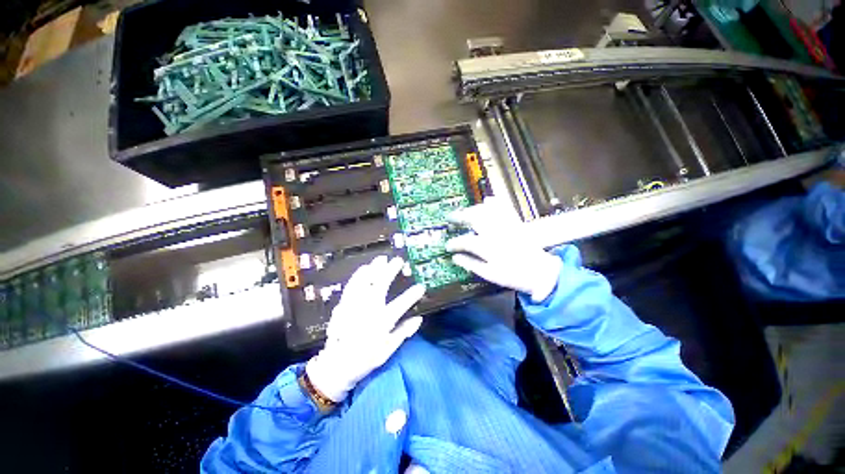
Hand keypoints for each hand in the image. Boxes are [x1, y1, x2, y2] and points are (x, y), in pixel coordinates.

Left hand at [306, 256, 425, 401]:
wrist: (336, 365)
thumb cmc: (365, 359)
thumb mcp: (387, 350)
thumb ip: (403, 333)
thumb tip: (418, 319)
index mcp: (381, 322)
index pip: (401, 304)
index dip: (412, 295)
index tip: (421, 286)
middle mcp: (368, 310)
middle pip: (381, 285)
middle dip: (390, 271)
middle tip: (398, 260)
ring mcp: (354, 305)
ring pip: (364, 282)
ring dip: (374, 268)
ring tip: (381, 259)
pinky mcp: (344, 305)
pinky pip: (351, 285)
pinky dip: (358, 275)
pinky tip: (363, 269)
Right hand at [446, 197, 561, 302]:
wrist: (540, 272)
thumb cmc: (513, 276)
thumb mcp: (490, 274)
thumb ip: (471, 264)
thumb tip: (455, 258)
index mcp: (488, 247)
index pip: (465, 241)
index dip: (454, 243)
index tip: (448, 246)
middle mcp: (495, 233)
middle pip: (474, 218)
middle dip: (459, 216)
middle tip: (450, 218)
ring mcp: (506, 226)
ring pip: (486, 210)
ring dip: (473, 209)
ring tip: (465, 212)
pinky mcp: (515, 223)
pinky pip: (504, 208)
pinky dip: (495, 202)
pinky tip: (488, 199)